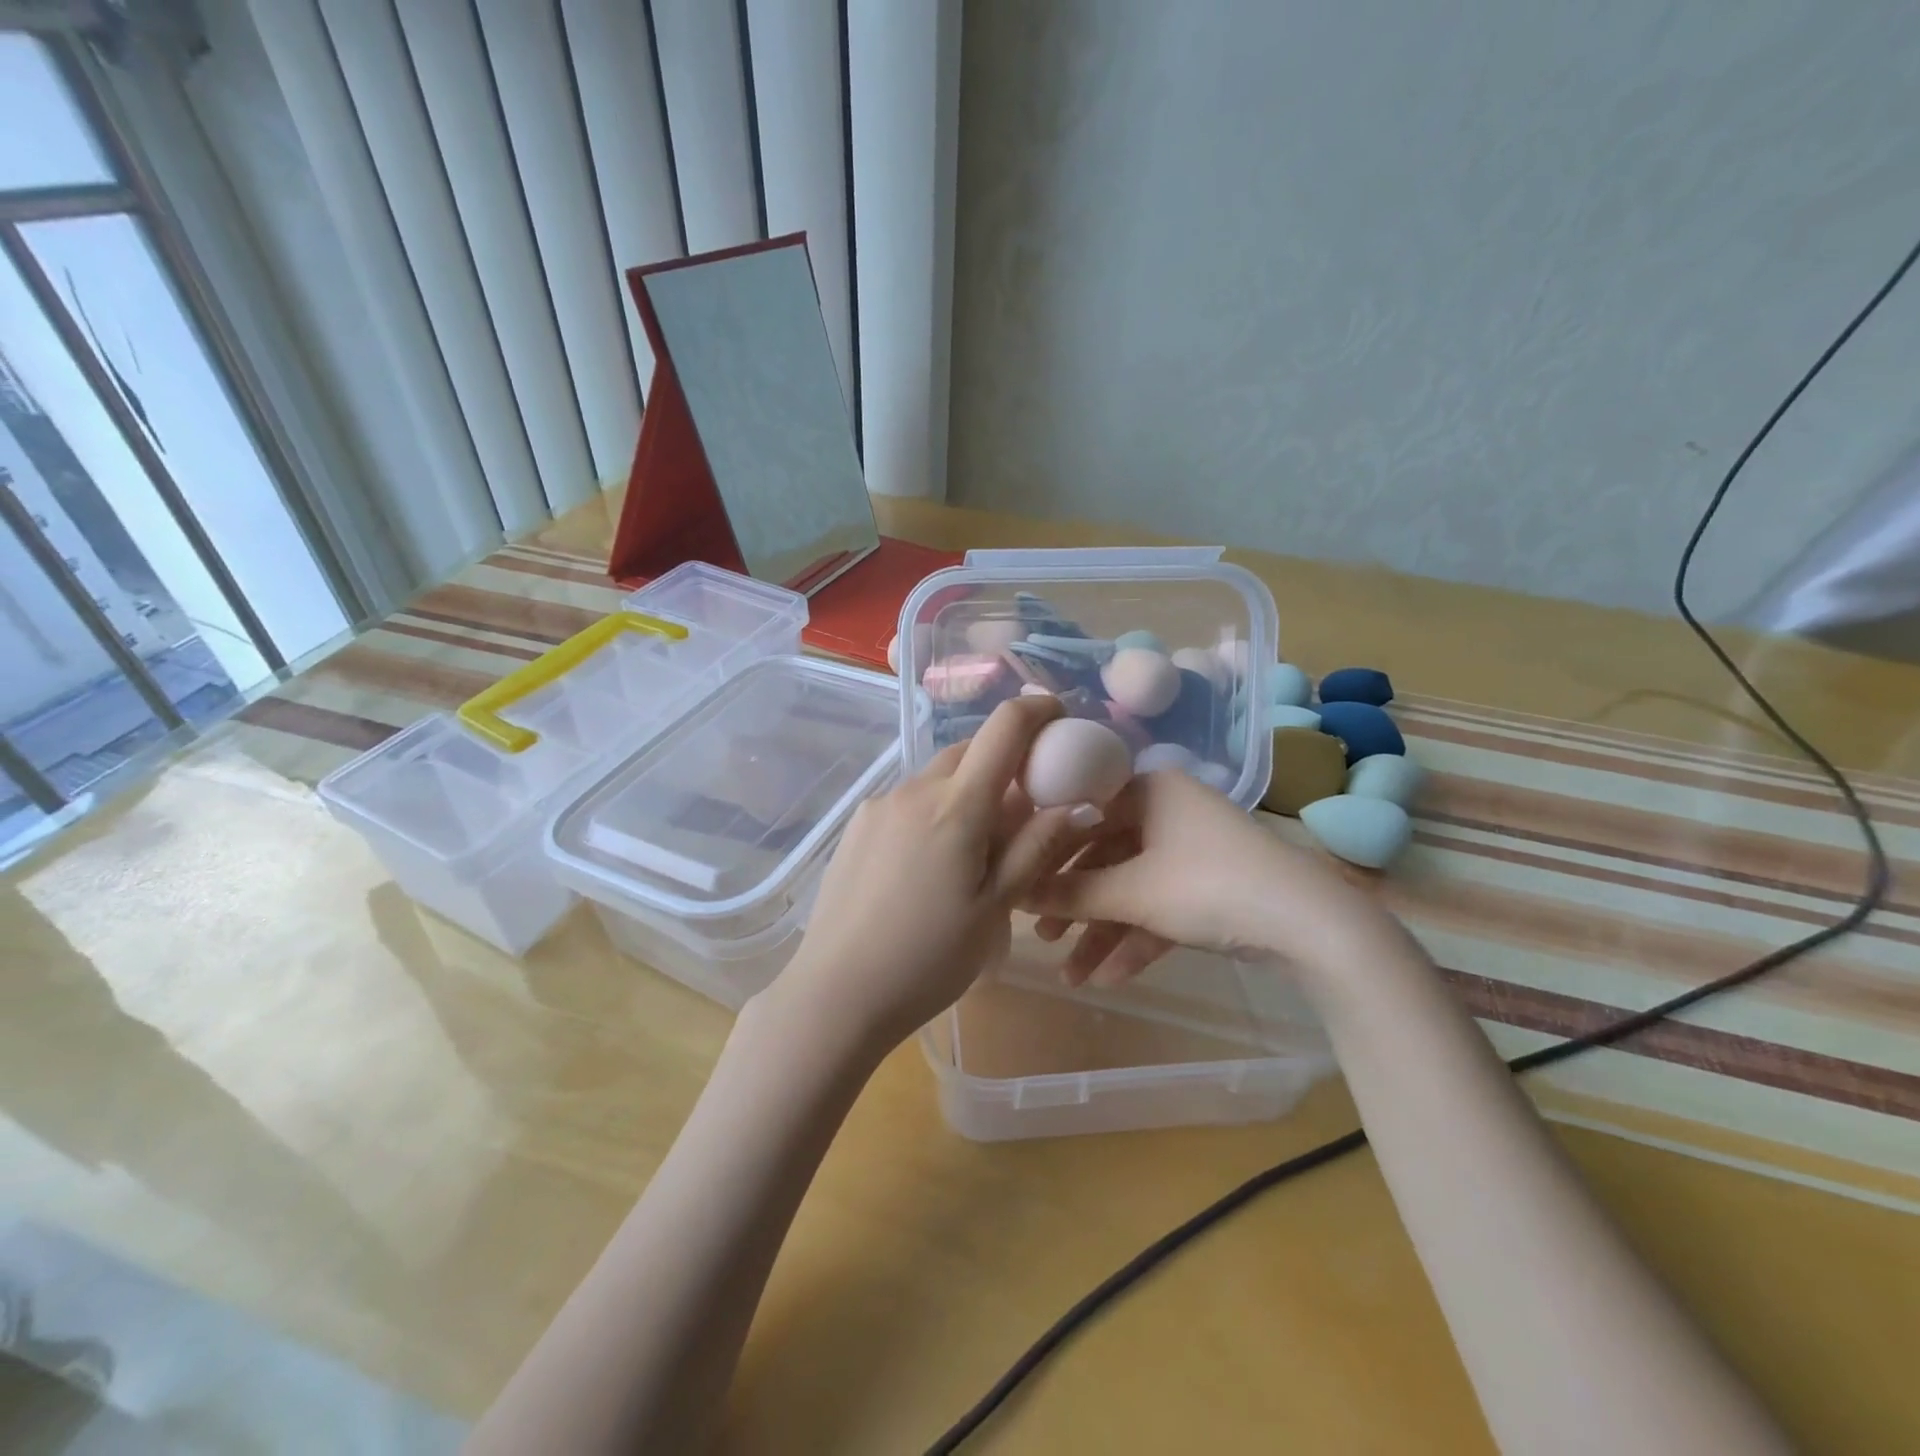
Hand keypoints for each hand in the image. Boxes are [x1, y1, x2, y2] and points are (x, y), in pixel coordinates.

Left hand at [776, 696, 1099, 1048]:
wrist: (836, 994)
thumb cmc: (928, 958)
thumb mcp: (995, 909)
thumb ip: (1036, 848)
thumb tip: (1080, 803)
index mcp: (955, 805)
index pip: (1003, 728)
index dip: (1037, 710)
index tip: (1059, 716)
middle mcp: (914, 790)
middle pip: (968, 752)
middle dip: (1002, 764)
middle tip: (1022, 812)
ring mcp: (878, 806)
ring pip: (937, 779)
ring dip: (965, 793)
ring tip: (973, 852)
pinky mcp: (856, 826)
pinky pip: (908, 802)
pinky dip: (933, 812)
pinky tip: (929, 865)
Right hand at [1024, 768, 1386, 986]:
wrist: (1310, 925)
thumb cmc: (1208, 885)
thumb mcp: (1133, 892)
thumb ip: (1072, 894)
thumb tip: (1013, 892)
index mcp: (1150, 790)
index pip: (1083, 814)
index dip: (1048, 851)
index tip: (1019, 883)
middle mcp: (1169, 811)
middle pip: (1106, 858)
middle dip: (1075, 905)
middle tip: (1041, 937)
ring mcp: (1193, 851)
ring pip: (1133, 889)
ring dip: (1103, 933)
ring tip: (1071, 977)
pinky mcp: (1212, 887)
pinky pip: (1162, 908)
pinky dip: (1138, 940)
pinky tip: (1111, 979)